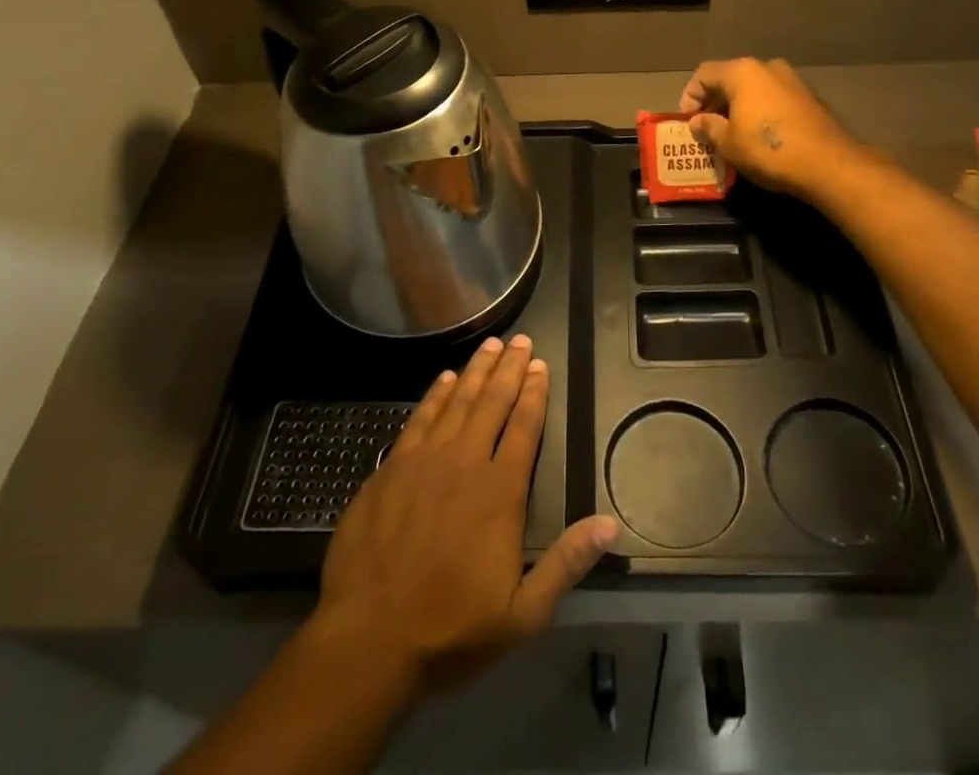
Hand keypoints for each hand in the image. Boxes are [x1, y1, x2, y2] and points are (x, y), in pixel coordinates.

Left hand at [312, 335, 619, 696]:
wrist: (368, 638)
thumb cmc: (450, 629)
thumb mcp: (522, 615)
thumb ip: (566, 564)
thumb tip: (609, 525)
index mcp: (500, 491)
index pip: (524, 427)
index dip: (534, 393)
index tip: (541, 365)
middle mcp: (465, 462)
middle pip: (492, 402)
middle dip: (509, 368)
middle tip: (520, 340)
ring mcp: (424, 461)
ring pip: (457, 402)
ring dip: (477, 371)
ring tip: (490, 345)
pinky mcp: (392, 468)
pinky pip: (421, 418)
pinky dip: (436, 394)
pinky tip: (445, 379)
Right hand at [680, 57, 857, 197]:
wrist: (829, 164)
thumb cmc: (769, 150)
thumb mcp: (728, 143)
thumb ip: (708, 127)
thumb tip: (698, 122)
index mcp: (742, 72)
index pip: (704, 74)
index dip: (689, 96)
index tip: (688, 122)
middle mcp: (767, 67)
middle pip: (729, 79)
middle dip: (713, 103)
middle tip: (705, 129)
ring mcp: (791, 80)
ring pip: (753, 89)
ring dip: (737, 108)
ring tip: (729, 134)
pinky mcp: (808, 98)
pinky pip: (772, 99)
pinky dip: (759, 112)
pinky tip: (757, 136)